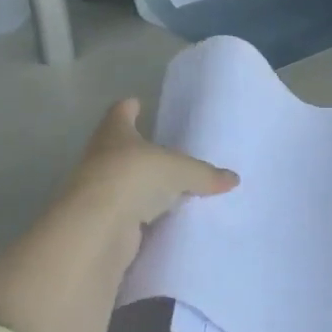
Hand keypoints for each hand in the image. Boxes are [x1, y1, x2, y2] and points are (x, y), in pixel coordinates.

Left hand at [61, 99, 238, 235]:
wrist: (98, 228)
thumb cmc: (135, 178)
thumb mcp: (180, 171)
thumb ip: (205, 174)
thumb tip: (233, 179)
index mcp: (115, 134)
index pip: (119, 113)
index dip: (128, 108)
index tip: (136, 103)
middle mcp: (100, 158)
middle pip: (118, 148)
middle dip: (137, 149)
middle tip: (162, 150)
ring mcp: (98, 192)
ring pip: (122, 182)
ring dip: (139, 185)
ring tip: (167, 187)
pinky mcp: (102, 223)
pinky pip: (127, 214)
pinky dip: (141, 215)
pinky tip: (161, 219)